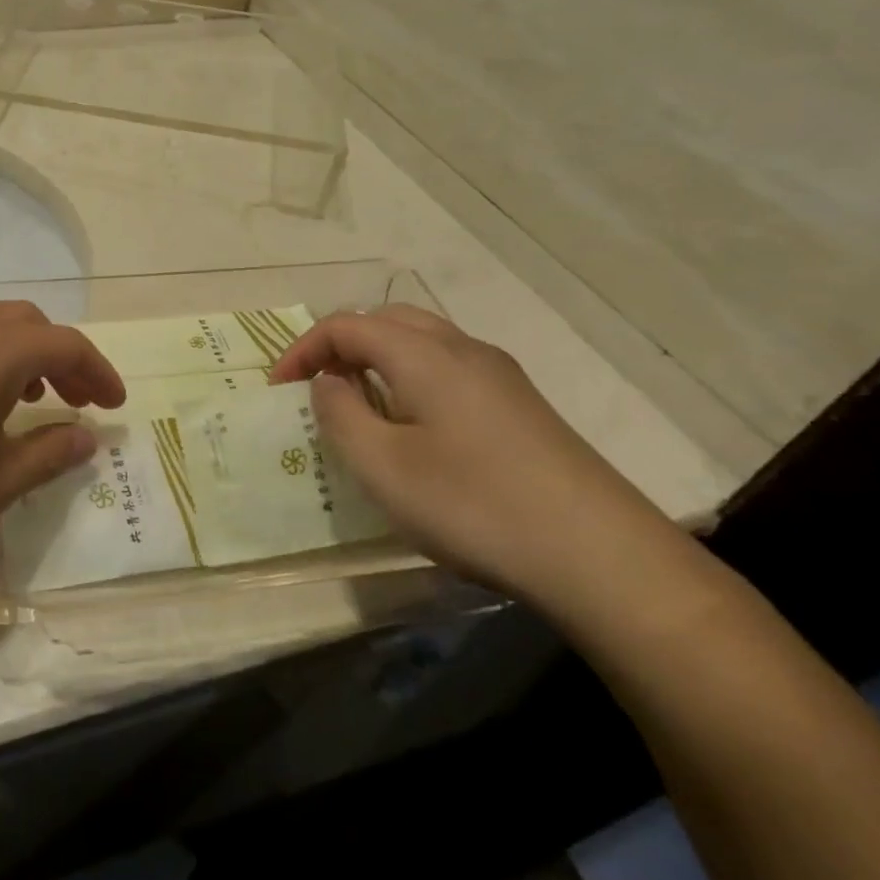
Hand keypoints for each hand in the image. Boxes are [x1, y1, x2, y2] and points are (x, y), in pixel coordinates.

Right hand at [268, 306, 679, 605]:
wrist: (602, 558)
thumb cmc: (474, 505)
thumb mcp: (382, 466)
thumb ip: (340, 414)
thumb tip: (329, 383)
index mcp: (424, 354)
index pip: (346, 325)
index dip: (303, 350)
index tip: (278, 390)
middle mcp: (463, 349)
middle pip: (386, 321)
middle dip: (341, 345)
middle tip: (317, 388)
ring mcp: (500, 376)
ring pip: (422, 342)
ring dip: (378, 360)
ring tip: (359, 406)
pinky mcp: (522, 406)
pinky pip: (449, 369)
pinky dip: (412, 378)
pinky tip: (415, 429)